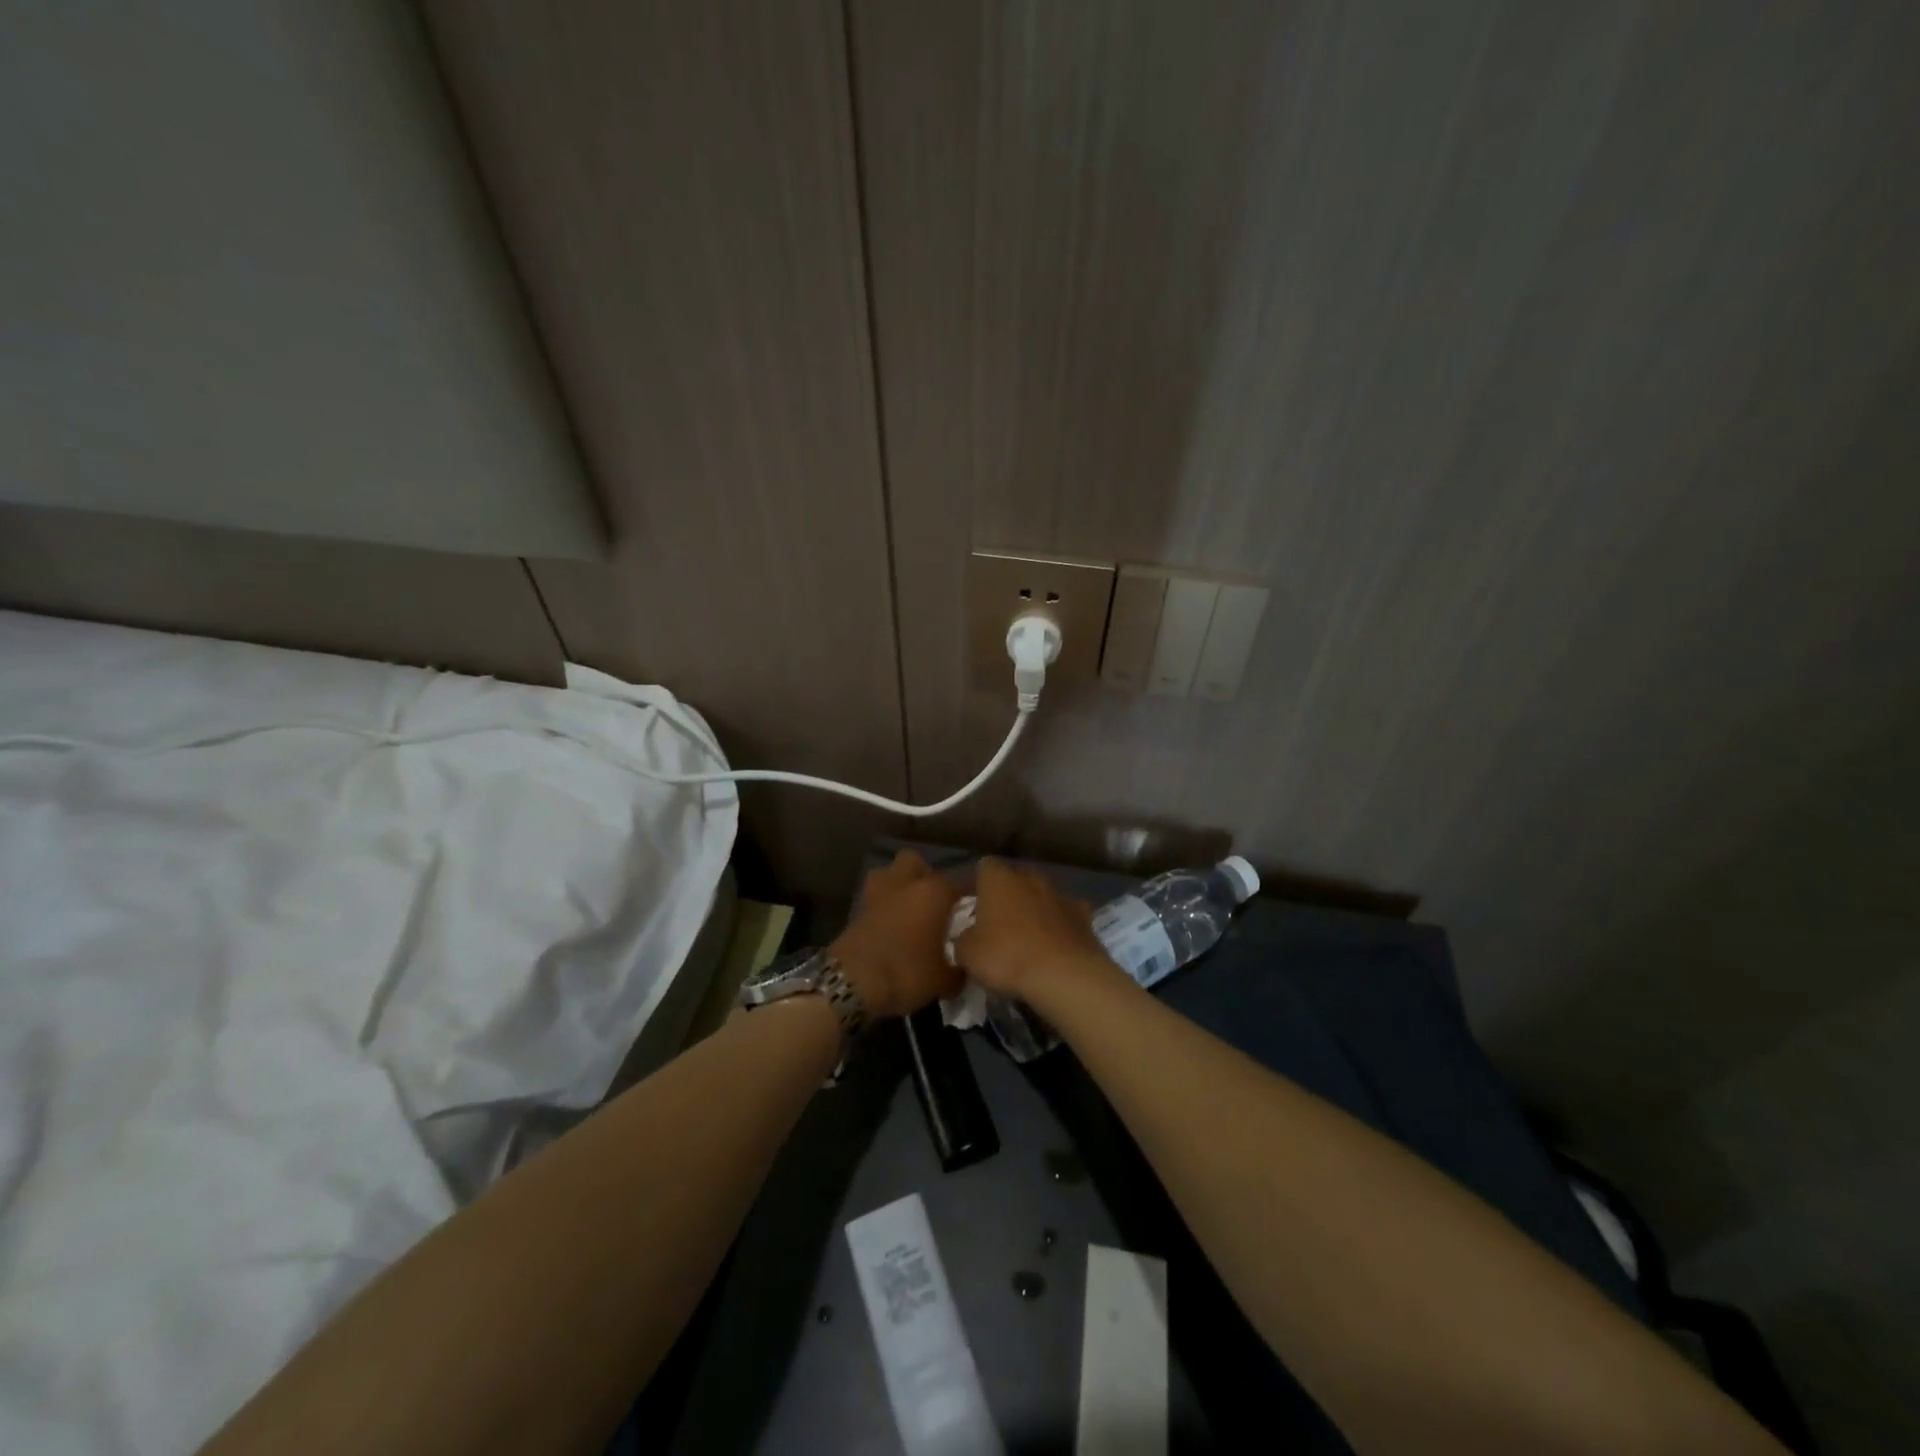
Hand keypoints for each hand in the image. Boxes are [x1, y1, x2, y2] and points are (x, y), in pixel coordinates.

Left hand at [829, 850, 964, 1019]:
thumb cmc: (906, 973)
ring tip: (908, 909)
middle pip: (915, 861)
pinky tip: (891, 926)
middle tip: (935, 900)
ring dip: (898, 885)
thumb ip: (959, 971)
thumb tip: (963, 970)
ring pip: (888, 873)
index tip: (979, 904)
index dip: (972, 891)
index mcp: (933, 892)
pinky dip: (883, 906)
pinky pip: (875, 898)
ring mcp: (877, 894)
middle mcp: (905, 883)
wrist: (851, 983)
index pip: (961, 881)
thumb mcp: (943, 981)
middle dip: (924, 874)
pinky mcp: (856, 910)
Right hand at [954, 857, 1114, 1001]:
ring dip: (1034, 910)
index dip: (978, 886)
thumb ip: (963, 939)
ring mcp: (1060, 894)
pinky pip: (1065, 915)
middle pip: (1014, 879)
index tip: (973, 908)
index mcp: (998, 879)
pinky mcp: (1083, 915)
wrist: (1064, 975)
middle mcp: (1030, 877)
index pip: (984, 867)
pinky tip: (1055, 946)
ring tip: (1027, 939)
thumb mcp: (968, 954)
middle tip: (998, 925)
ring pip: (1041, 896)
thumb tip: (967, 938)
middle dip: (1007, 897)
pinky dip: (1059, 926)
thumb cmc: (1007, 957)